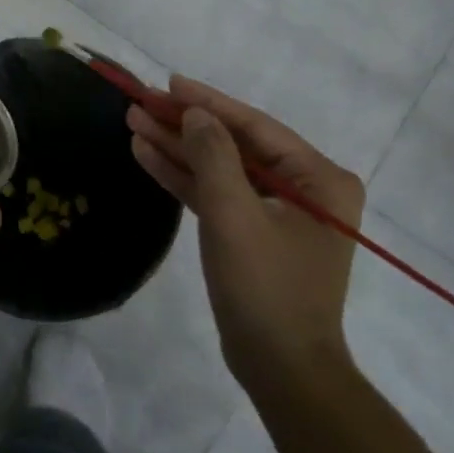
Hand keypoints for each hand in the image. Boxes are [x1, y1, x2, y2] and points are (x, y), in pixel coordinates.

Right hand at [128, 77, 363, 390]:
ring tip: (134, 122)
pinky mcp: (253, 231)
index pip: (255, 126)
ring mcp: (278, 210)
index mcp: (319, 179)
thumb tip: (195, 113)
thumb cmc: (266, 289)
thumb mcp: (235, 217)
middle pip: (235, 144)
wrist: (280, 369)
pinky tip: (147, 155)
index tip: (168, 82)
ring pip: (221, 167)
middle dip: (186, 125)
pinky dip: (184, 177)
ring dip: (178, 147)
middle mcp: (305, 187)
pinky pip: (217, 193)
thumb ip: (214, 157)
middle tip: (141, 102)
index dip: (208, 102)